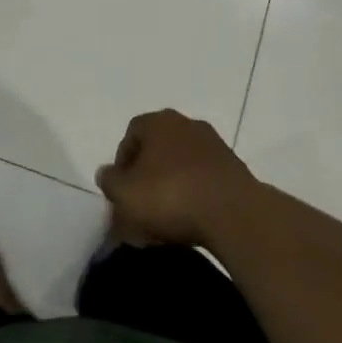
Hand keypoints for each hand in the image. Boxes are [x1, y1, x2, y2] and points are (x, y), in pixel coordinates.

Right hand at [95, 110, 258, 249]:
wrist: (233, 213)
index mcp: (158, 122)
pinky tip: (189, 220)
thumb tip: (107, 173)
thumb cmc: (170, 196)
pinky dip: (193, 195)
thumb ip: (110, 182)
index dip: (122, 163)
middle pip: (158, 149)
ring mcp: (214, 145)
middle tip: (140, 205)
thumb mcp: (125, 194)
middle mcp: (187, 124)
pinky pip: (203, 180)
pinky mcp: (234, 168)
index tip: (120, 191)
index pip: (131, 134)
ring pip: (181, 164)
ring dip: (171, 186)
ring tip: (164, 219)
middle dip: (146, 176)